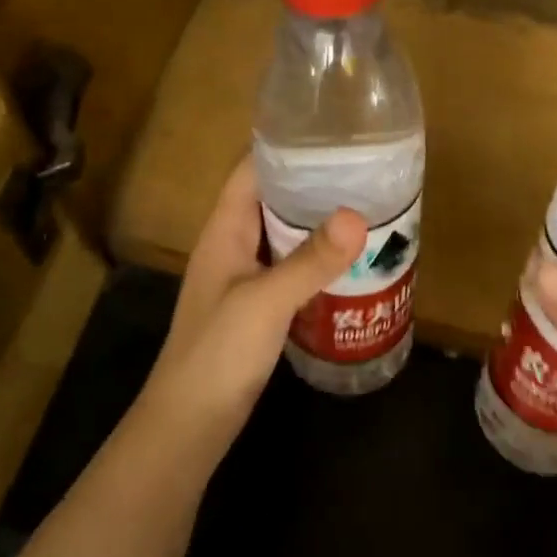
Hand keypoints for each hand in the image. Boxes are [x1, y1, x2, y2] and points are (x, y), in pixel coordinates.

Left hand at [135, 156, 364, 458]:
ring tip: (366, 210)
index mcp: (223, 232)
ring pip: (284, 238)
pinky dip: (317, 262)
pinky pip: (291, 271)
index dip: (284, 148)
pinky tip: (351, 264)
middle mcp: (232, 247)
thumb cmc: (218, 353)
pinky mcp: (257, 309)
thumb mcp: (265, 301)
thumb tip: (357, 216)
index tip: (331, 135)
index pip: (249, 172)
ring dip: (317, 225)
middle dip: (312, 185)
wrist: (191, 421)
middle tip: (364, 173)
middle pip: (271, 201)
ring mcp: (243, 280)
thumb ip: (310, 261)